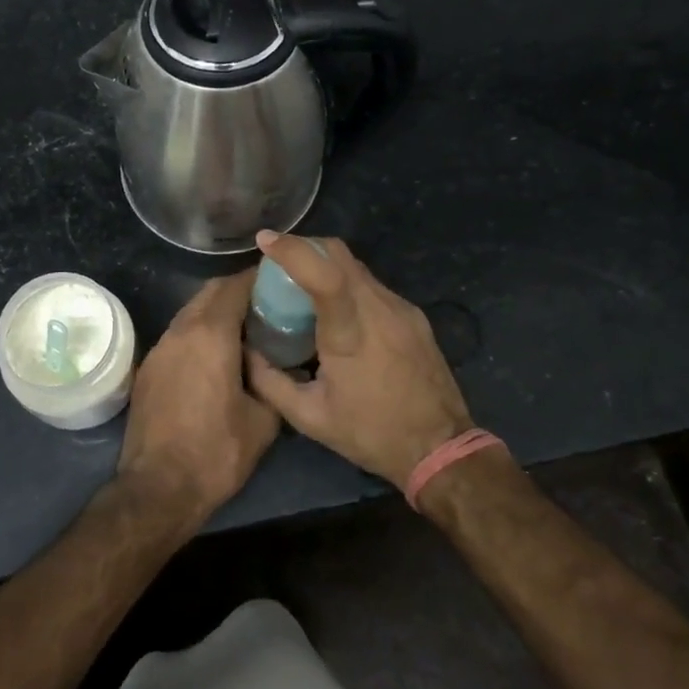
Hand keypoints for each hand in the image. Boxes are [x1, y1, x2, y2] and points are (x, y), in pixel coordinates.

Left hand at [115, 269, 280, 527]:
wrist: (157, 489)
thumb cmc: (216, 453)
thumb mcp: (263, 420)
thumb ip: (273, 381)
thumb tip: (278, 366)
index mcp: (211, 334)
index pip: (236, 286)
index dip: (259, 278)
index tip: (280, 280)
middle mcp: (181, 330)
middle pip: (210, 292)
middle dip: (238, 290)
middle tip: (267, 303)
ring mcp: (160, 348)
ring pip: (191, 312)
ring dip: (216, 311)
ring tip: (244, 328)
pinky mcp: (148, 368)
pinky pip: (179, 335)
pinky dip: (199, 332)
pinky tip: (216, 354)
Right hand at [245, 233, 472, 490]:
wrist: (441, 448)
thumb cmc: (371, 434)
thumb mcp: (310, 418)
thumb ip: (270, 381)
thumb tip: (246, 351)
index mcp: (351, 334)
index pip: (325, 275)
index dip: (294, 250)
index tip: (265, 240)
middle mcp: (380, 310)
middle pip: (340, 254)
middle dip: (305, 247)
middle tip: (278, 263)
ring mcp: (401, 308)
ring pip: (356, 266)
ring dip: (326, 265)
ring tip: (303, 288)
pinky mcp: (413, 315)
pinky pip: (372, 285)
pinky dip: (347, 284)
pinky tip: (337, 311)